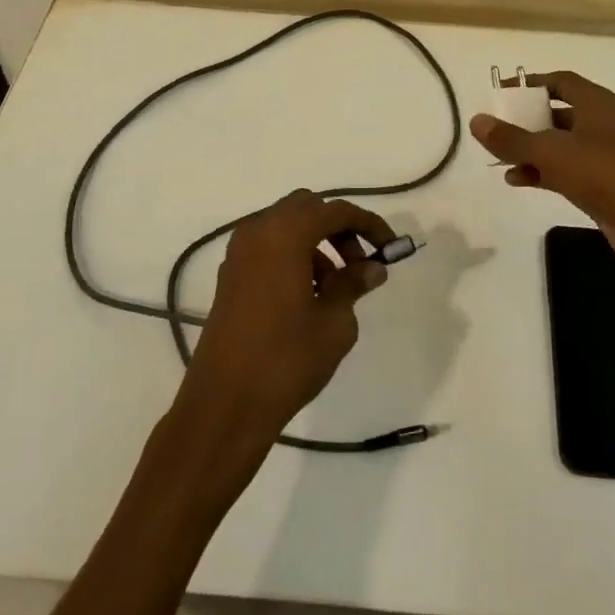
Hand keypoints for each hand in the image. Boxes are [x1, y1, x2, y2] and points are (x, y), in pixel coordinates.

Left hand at [175, 190, 392, 459]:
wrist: (224, 405)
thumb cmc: (286, 360)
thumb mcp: (334, 323)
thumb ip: (353, 284)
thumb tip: (371, 267)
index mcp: (285, 234)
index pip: (336, 211)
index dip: (368, 224)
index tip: (391, 247)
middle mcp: (258, 231)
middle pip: (307, 209)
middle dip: (338, 228)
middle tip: (359, 265)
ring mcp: (239, 253)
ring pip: (286, 226)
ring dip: (316, 244)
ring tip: (335, 289)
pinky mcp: (230, 275)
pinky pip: (268, 247)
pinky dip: (293, 256)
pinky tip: (308, 297)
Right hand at [470, 71, 614, 293]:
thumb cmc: (609, 178)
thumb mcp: (553, 153)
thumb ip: (512, 139)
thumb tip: (477, 120)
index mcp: (598, 105)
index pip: (560, 82)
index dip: (530, 84)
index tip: (501, 94)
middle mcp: (602, 127)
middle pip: (558, 113)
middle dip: (526, 120)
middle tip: (495, 129)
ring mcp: (605, 160)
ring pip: (560, 146)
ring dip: (531, 150)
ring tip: (499, 159)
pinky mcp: (605, 190)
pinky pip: (566, 172)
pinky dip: (542, 173)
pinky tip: (518, 181)